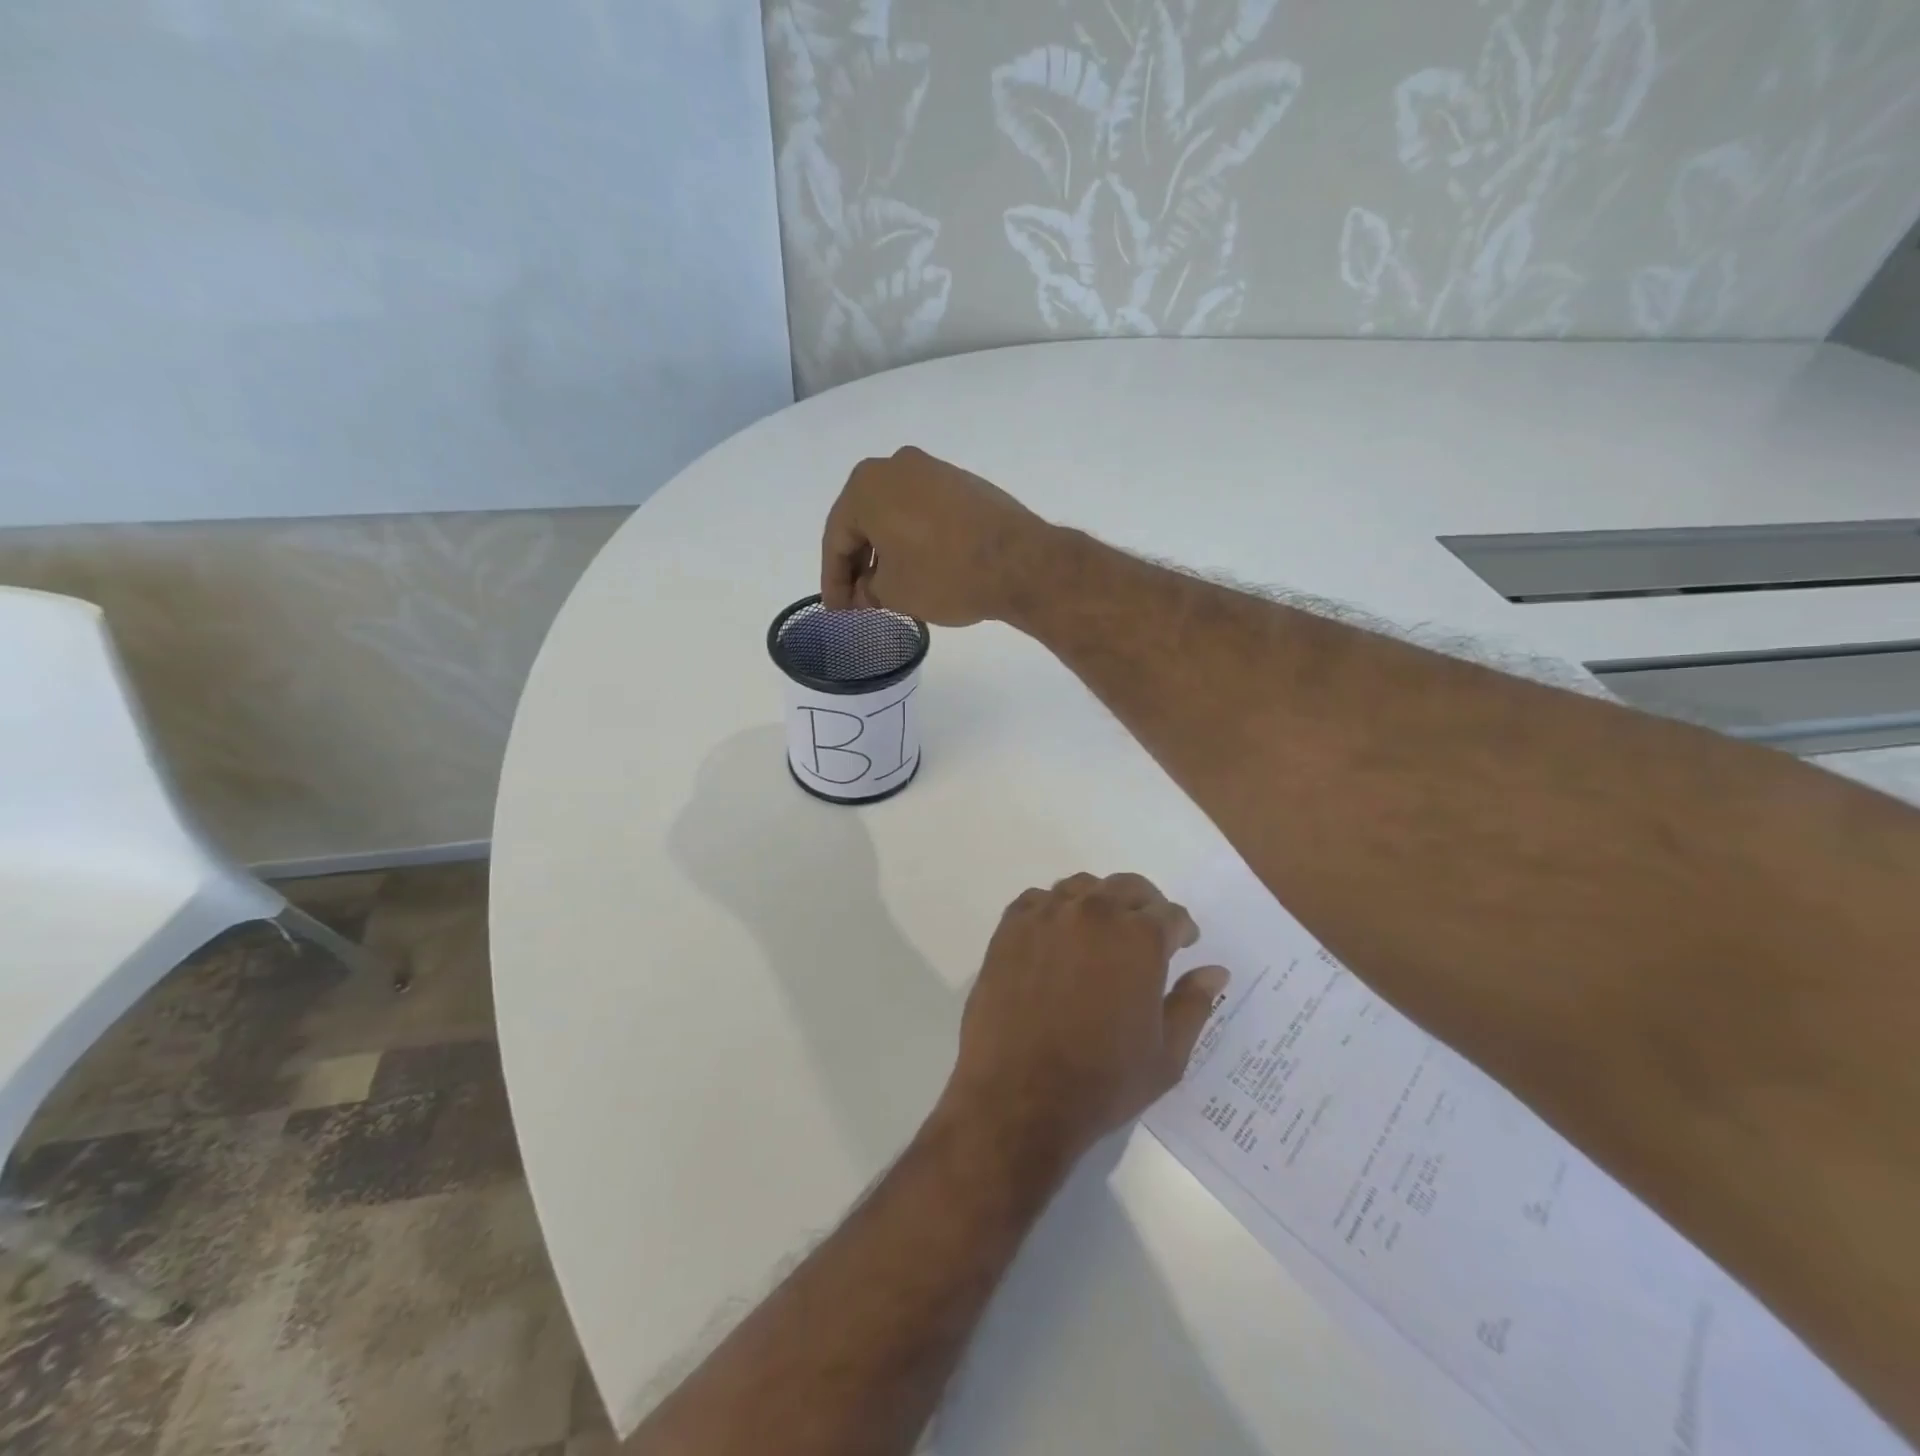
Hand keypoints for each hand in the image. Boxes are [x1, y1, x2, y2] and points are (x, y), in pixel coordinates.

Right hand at [821, 447, 1049, 626]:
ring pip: (895, 516)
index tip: (837, 613)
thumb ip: (867, 590)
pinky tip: (918, 569)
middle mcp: (896, 466)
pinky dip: (913, 541)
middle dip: (858, 565)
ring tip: (887, 591)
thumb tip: (866, 591)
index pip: (836, 539)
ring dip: (886, 553)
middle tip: (858, 602)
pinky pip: (924, 514)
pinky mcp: (964, 484)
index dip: (833, 582)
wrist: (1019, 562)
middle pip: (864, 522)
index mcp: (866, 486)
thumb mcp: (893, 592)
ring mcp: (934, 471)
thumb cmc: (943, 574)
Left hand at [939, 873, 1230, 1169]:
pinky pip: (1038, 899)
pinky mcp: (1010, 927)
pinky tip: (1057, 936)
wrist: (1020, 1096)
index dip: (1182, 929)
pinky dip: (1054, 909)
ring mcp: (1047, 915)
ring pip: (1082, 887)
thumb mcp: (1166, 1055)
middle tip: (1146, 933)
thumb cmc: (1102, 1081)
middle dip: (1145, 906)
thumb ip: (1193, 1005)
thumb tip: (1214, 971)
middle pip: (1128, 888)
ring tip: (1100, 932)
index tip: (1182, 944)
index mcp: (1139, 939)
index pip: (1171, 914)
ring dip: (1099, 902)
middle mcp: (1094, 913)